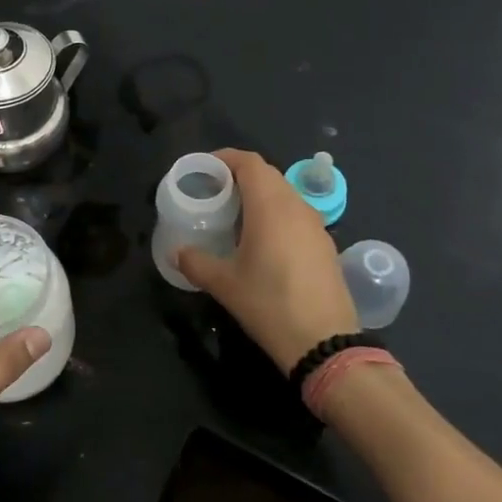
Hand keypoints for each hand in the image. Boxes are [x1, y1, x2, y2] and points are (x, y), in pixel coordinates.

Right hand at [176, 149, 358, 371]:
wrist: (325, 343)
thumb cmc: (269, 304)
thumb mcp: (224, 284)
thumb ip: (195, 262)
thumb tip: (176, 252)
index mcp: (270, 206)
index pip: (249, 162)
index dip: (225, 158)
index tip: (204, 169)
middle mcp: (296, 206)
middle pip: (267, 174)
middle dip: (239, 176)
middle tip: (213, 192)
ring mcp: (316, 225)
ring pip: (284, 194)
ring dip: (259, 195)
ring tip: (234, 216)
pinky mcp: (325, 245)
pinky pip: (296, 215)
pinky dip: (275, 214)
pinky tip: (261, 241)